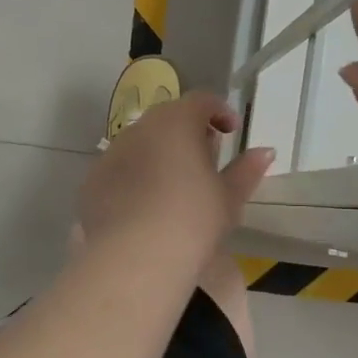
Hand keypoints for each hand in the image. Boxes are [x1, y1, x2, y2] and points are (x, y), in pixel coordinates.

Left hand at [78, 93, 274, 261]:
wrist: (133, 257)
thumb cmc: (191, 220)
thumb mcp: (228, 197)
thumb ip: (246, 170)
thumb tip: (265, 151)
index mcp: (176, 122)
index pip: (201, 100)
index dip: (219, 111)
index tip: (230, 132)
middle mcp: (140, 128)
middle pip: (167, 118)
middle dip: (188, 131)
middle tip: (205, 158)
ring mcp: (111, 153)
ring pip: (140, 143)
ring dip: (159, 153)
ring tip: (175, 185)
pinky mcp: (92, 181)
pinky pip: (120, 169)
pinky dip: (135, 176)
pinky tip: (145, 206)